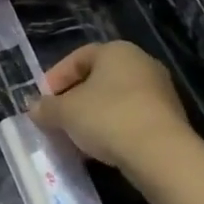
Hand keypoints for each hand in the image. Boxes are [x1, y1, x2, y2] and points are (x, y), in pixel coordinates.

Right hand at [29, 41, 189, 171]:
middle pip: (98, 79)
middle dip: (73, 99)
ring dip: (92, 116)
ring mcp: (159, 90)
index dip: (56, 77)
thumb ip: (46, 108)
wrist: (160, 152)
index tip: (42, 100)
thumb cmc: (107, 117)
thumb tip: (34, 108)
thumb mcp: (65, 112)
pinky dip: (112, 128)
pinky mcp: (169, 118)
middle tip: (57, 119)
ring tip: (75, 138)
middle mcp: (141, 63)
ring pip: (115, 100)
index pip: (78, 57)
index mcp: (116, 51)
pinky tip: (99, 148)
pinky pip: (131, 117)